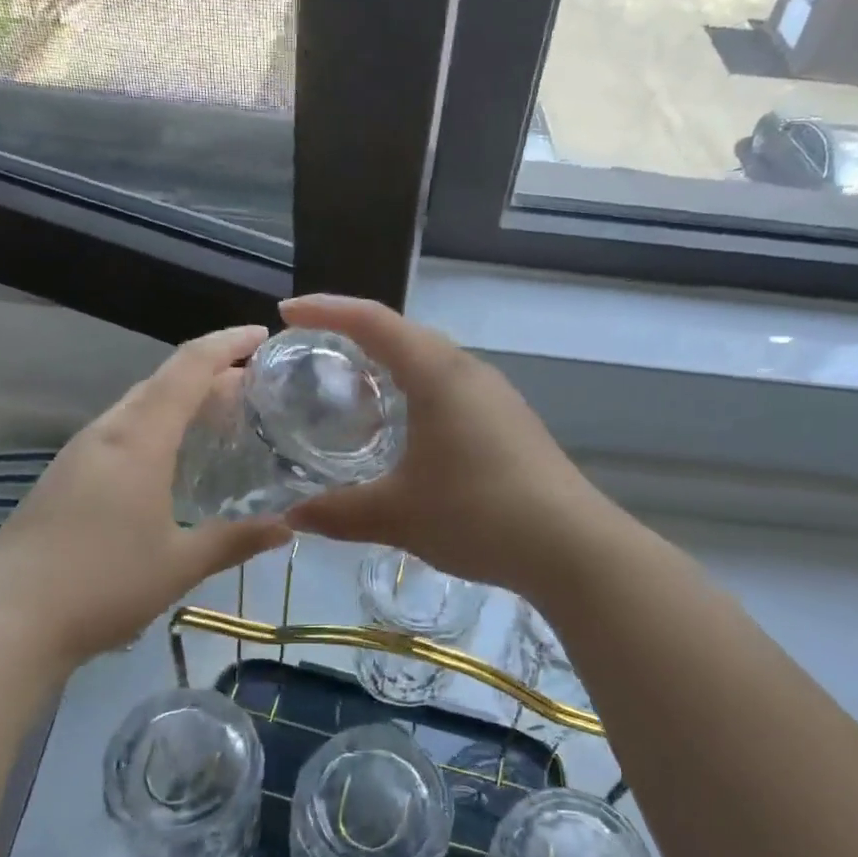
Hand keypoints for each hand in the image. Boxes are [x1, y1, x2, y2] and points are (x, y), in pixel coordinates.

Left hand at [0, 326, 291, 663]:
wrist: (4, 621)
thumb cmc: (101, 585)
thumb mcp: (180, 564)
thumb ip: (236, 539)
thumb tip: (289, 526)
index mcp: (138, 439)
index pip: (188, 368)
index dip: (227, 345)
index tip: (263, 336)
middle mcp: (107, 433)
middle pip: (162, 381)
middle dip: (210, 373)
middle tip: (254, 387)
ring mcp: (80, 454)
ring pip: (139, 407)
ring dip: (181, 401)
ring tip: (221, 418)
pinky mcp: (65, 477)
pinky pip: (122, 433)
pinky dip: (157, 428)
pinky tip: (172, 461)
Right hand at [279, 295, 615, 596]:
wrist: (570, 546)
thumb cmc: (477, 515)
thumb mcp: (396, 515)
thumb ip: (338, 512)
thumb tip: (291, 517)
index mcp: (437, 373)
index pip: (373, 321)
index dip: (326, 310)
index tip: (287, 313)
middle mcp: (469, 371)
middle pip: (404, 334)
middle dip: (354, 335)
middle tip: (313, 353)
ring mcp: (495, 395)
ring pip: (431, 362)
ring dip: (389, 365)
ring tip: (352, 390)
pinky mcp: (510, 421)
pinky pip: (451, 389)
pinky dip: (416, 393)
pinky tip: (404, 430)